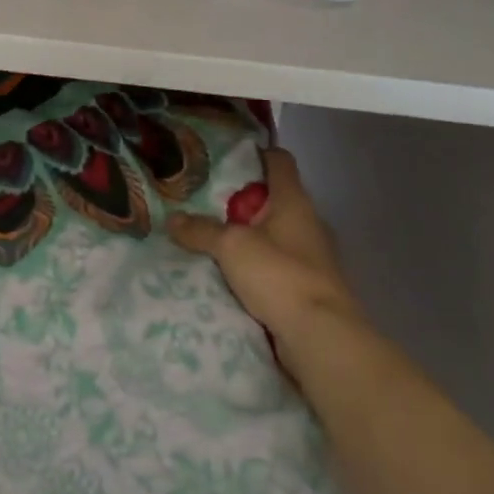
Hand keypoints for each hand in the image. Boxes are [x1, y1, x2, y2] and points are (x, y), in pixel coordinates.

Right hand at [167, 147, 367, 365]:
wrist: (321, 338)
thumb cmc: (280, 276)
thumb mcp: (231, 247)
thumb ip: (201, 230)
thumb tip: (172, 219)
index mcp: (294, 201)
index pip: (279, 161)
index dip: (255, 154)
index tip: (225, 159)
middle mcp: (307, 222)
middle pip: (273, 198)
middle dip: (241, 200)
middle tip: (205, 201)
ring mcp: (311, 256)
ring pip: (273, 233)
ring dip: (248, 235)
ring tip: (212, 237)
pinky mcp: (308, 286)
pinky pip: (276, 264)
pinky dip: (256, 265)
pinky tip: (231, 272)